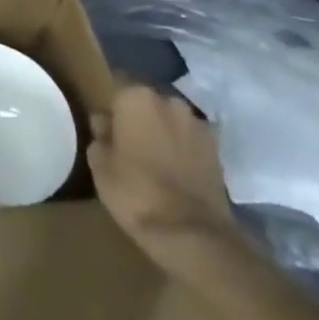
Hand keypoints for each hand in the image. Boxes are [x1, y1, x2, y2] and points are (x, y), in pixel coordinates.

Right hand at [88, 83, 242, 279]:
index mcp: (136, 97)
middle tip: (128, 142)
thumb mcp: (100, 165)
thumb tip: (105, 123)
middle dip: (139, 116)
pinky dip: (183, 150)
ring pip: (172, 121)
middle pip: (147, 101)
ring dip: (164, 132)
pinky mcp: (218, 152)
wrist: (193, 234)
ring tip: (154, 158)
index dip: (111, 106)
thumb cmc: (135, 191)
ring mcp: (198, 125)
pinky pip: (191, 141)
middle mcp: (169, 101)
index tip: (106, 124)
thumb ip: (100, 136)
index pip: (117, 85)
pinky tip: (175, 172)